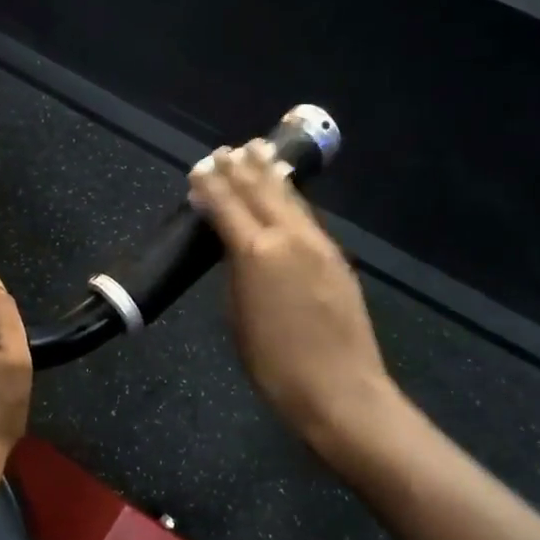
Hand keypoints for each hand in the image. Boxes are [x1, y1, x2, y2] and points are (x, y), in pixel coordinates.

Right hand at [188, 140, 398, 458]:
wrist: (339, 390)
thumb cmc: (274, 364)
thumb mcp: (238, 318)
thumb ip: (235, 274)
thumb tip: (233, 247)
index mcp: (256, 253)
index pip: (227, 207)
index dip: (212, 185)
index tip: (200, 166)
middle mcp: (289, 238)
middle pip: (261, 192)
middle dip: (242, 169)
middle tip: (227, 149)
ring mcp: (318, 245)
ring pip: (290, 199)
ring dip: (270, 174)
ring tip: (257, 152)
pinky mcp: (337, 258)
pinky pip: (308, 216)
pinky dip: (291, 197)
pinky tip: (287, 192)